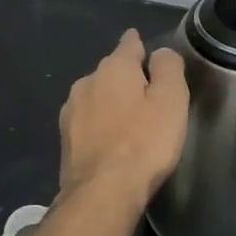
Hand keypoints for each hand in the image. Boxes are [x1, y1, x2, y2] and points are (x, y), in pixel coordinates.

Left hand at [58, 30, 189, 203]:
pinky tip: (111, 141)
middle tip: (148, 96)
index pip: (129, 43)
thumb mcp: (171, 101)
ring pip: (97, 96)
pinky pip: (88, 120)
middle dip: (127, 78)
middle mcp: (87, 81)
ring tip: (130, 121)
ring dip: (111, 102)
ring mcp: (71, 110)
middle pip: (112, 71)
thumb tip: (160, 52)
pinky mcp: (64, 137)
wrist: (101, 192)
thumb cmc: (144, 143)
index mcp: (114, 67)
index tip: (149, 52)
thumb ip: (168, 69)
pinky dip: (100, 124)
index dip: (141, 45)